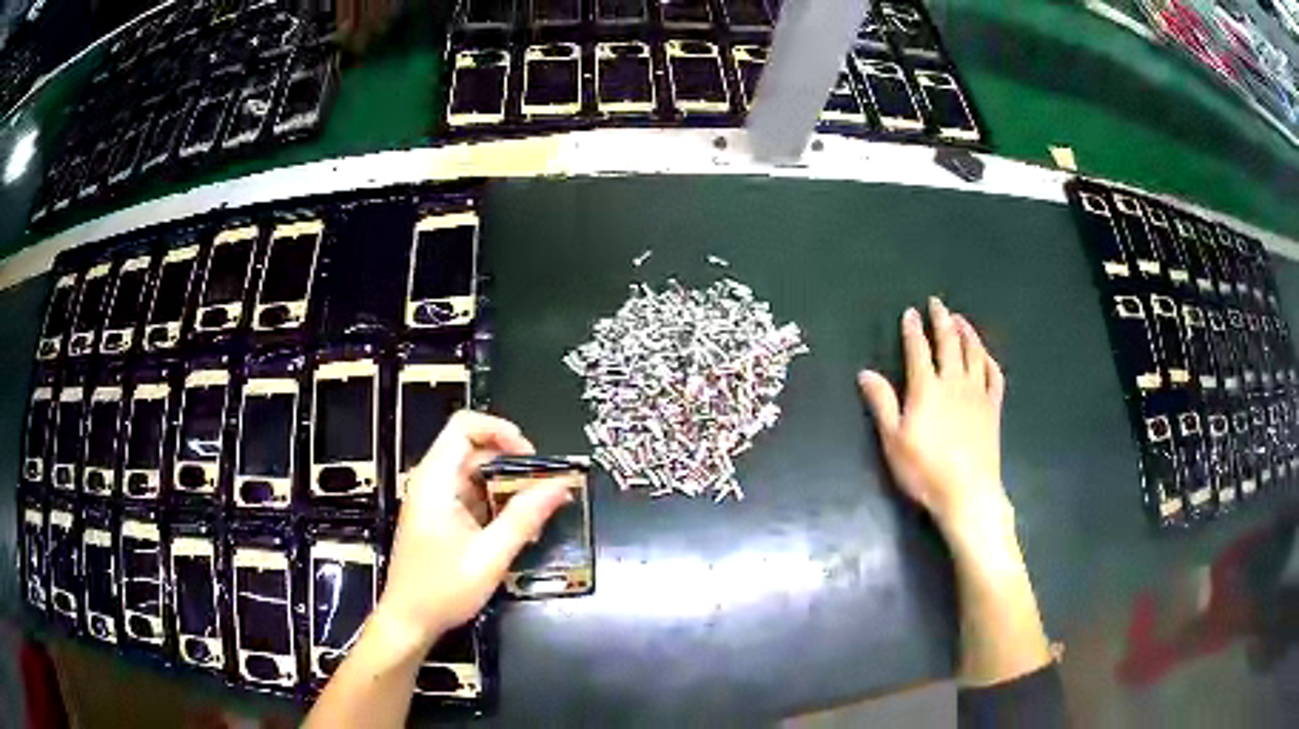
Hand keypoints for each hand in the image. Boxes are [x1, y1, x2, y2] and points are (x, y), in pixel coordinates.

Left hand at [375, 411, 571, 649]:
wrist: (408, 621)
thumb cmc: (442, 589)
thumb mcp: (490, 556)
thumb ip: (525, 518)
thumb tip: (560, 486)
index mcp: (436, 480)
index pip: (465, 426)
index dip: (501, 430)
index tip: (533, 458)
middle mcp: (433, 482)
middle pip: (475, 450)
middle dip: (514, 465)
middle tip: (546, 491)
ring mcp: (436, 501)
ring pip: (477, 475)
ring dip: (509, 489)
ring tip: (538, 515)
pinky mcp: (441, 519)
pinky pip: (473, 497)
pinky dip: (498, 506)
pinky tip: (519, 531)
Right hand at [858, 297, 1009, 542]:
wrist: (967, 492)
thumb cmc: (925, 470)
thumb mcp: (893, 440)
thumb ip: (882, 404)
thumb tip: (865, 372)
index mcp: (927, 388)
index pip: (918, 350)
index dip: (913, 330)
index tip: (910, 312)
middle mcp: (954, 382)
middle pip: (949, 343)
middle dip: (942, 320)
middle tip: (937, 303)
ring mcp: (977, 394)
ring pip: (974, 353)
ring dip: (967, 332)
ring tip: (961, 319)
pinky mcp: (993, 408)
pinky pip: (995, 376)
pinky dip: (989, 360)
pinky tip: (985, 355)